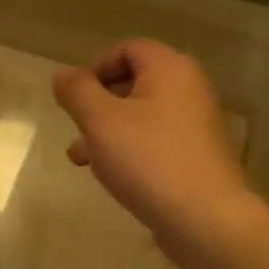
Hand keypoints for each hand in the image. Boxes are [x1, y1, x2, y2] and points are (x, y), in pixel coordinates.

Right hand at [52, 39, 252, 259]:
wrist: (205, 219)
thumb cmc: (148, 160)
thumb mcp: (100, 121)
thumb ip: (77, 92)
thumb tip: (63, 75)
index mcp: (170, 69)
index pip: (127, 49)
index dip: (94, 68)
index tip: (73, 99)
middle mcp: (189, 89)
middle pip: (134, 83)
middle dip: (97, 105)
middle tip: (75, 129)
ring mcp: (197, 125)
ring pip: (141, 117)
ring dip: (107, 132)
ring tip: (81, 160)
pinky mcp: (197, 158)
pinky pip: (156, 142)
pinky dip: (131, 151)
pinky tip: (114, 176)